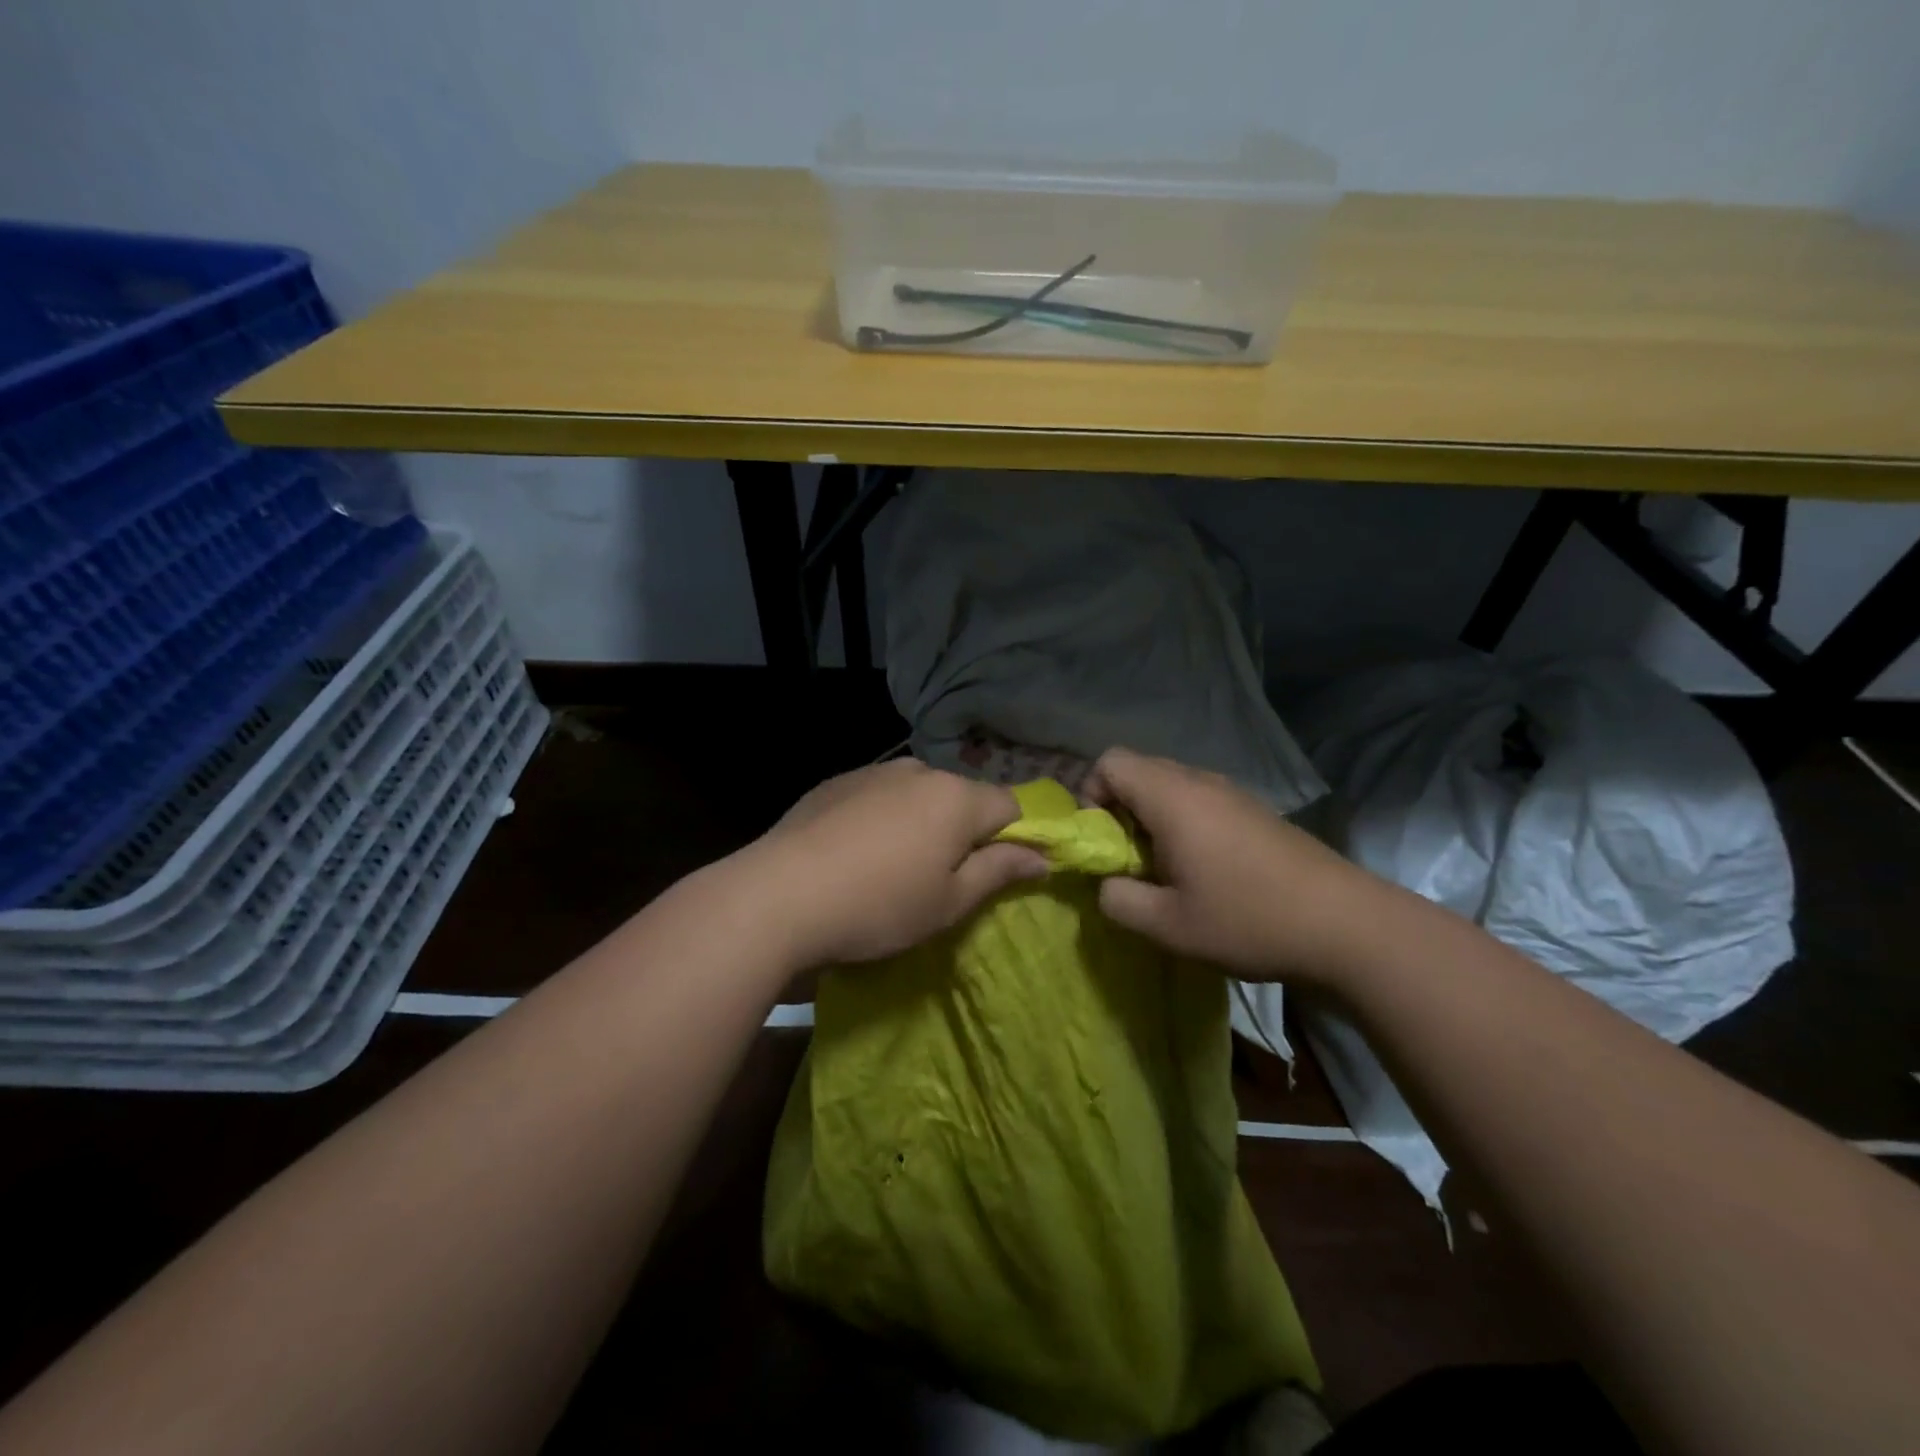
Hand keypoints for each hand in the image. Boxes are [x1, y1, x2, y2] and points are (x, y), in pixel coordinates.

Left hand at [749, 760, 1048, 966]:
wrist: (778, 895)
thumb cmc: (878, 906)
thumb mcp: (948, 902)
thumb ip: (1000, 871)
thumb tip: (1042, 857)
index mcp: (956, 797)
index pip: (1010, 806)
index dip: (1016, 837)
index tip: (1002, 873)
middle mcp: (919, 770)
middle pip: (962, 797)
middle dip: (964, 831)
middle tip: (942, 880)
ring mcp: (873, 771)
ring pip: (918, 795)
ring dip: (922, 823)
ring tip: (893, 867)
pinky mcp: (836, 782)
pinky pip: (879, 796)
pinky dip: (883, 818)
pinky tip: (856, 853)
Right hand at [1083, 747, 1377, 982]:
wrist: (1346, 925)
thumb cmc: (1248, 918)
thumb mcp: (1167, 925)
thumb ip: (1118, 900)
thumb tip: (1107, 884)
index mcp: (1172, 797)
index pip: (1110, 761)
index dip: (1092, 795)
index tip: (1103, 841)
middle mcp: (1200, 782)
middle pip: (1139, 769)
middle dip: (1120, 808)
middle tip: (1130, 859)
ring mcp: (1233, 793)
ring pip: (1172, 785)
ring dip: (1153, 818)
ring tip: (1167, 868)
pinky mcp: (1256, 811)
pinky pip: (1201, 800)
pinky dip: (1185, 823)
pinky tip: (1206, 870)